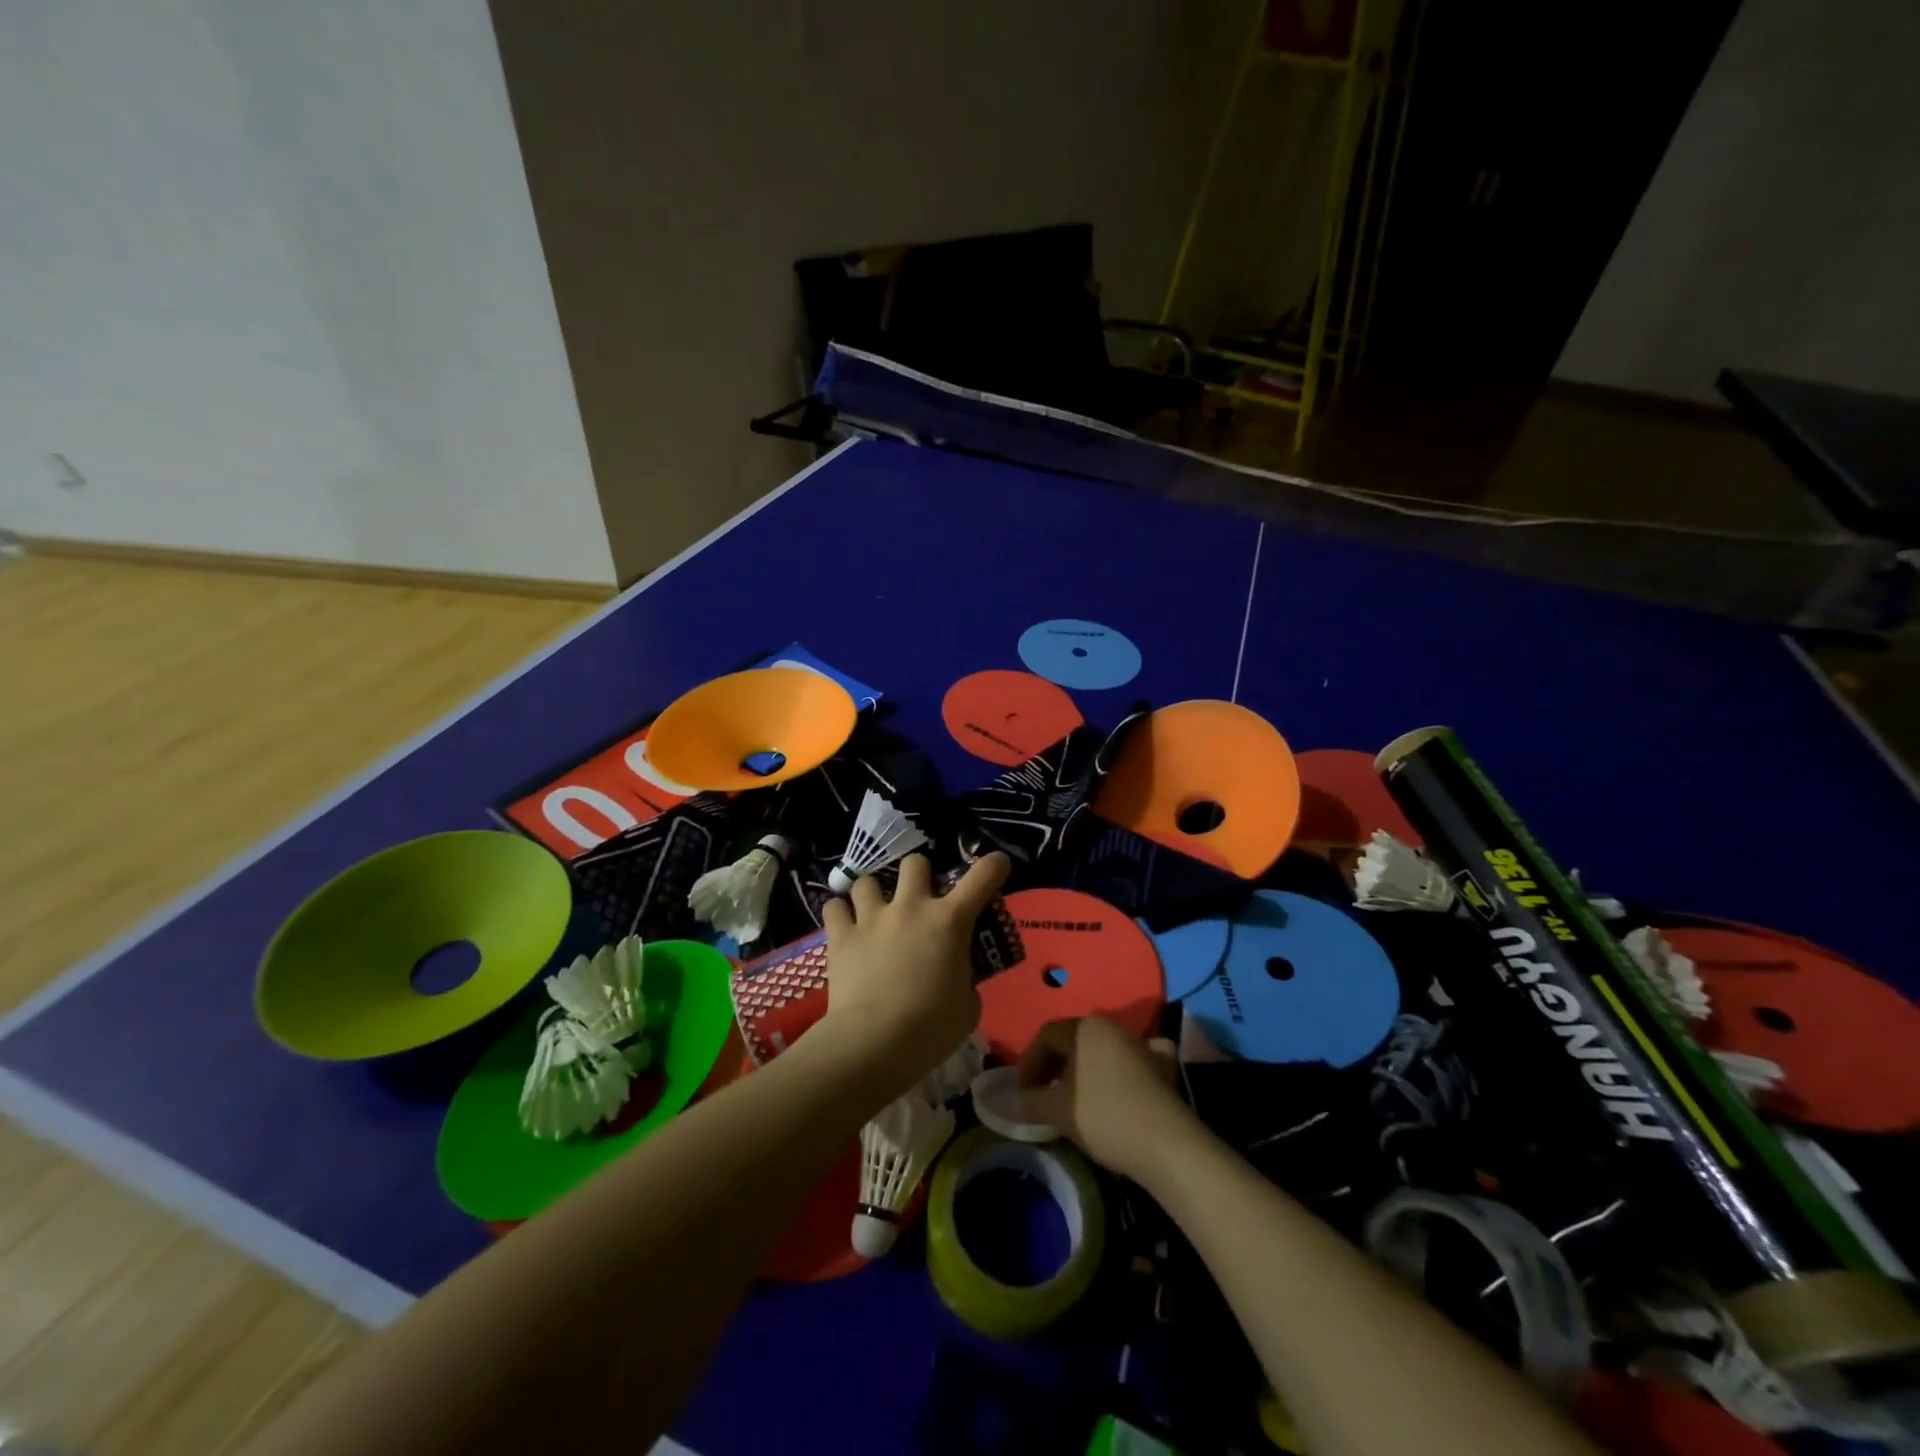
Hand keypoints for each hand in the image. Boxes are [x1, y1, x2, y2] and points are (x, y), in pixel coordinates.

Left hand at [817, 852, 1010, 1104]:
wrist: (874, 1043)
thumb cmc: (930, 1029)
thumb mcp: (967, 1007)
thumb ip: (966, 982)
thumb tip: (957, 980)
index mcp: (950, 921)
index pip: (982, 876)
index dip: (994, 865)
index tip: (997, 866)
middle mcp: (911, 907)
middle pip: (915, 863)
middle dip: (920, 875)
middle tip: (920, 900)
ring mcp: (872, 917)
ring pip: (868, 880)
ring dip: (874, 893)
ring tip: (874, 912)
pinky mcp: (841, 936)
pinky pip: (834, 907)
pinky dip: (839, 913)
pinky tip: (844, 926)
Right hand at [1016, 1017, 1196, 1183]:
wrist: (1166, 1144)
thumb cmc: (1104, 1118)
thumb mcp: (1058, 1110)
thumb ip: (1031, 1100)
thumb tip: (1017, 1098)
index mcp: (1084, 1027)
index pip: (1046, 1036)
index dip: (1029, 1063)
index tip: (1022, 1093)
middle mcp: (1111, 1027)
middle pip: (1072, 1040)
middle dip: (1052, 1066)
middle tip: (1041, 1095)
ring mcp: (1139, 1044)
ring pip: (1099, 1050)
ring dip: (1080, 1070)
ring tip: (1071, 1099)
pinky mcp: (1160, 1066)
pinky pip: (1129, 1061)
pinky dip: (1116, 1071)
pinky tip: (1114, 1087)